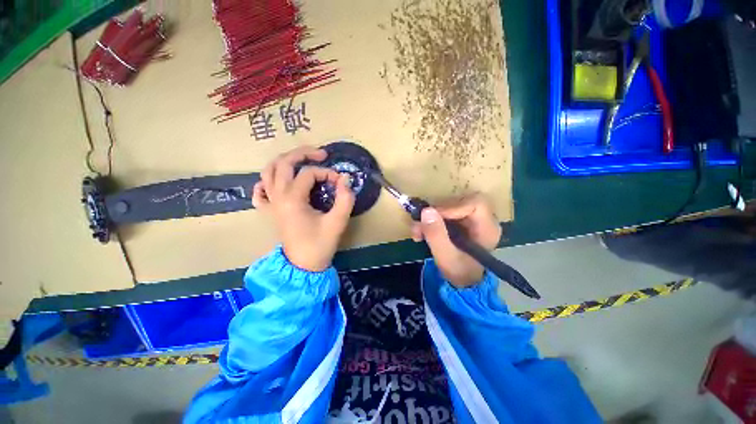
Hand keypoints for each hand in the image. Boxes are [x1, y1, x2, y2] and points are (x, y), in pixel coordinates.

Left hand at [252, 146, 355, 271]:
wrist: (303, 266)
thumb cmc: (320, 244)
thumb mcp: (338, 222)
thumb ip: (345, 198)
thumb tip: (345, 179)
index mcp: (292, 199)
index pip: (309, 174)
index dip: (327, 173)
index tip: (340, 182)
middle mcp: (277, 197)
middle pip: (283, 163)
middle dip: (303, 153)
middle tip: (321, 154)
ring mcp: (270, 204)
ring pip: (268, 172)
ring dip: (285, 161)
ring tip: (301, 160)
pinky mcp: (269, 212)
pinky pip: (259, 192)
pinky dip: (265, 182)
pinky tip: (277, 181)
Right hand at [411, 193, 501, 286]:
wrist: (461, 281)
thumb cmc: (458, 272)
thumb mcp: (445, 257)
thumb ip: (436, 235)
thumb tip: (426, 211)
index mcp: (487, 228)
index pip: (474, 204)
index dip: (452, 207)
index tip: (432, 217)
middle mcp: (483, 220)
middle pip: (460, 201)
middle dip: (437, 212)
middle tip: (420, 225)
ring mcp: (472, 219)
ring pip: (450, 205)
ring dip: (430, 217)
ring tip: (417, 231)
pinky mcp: (461, 221)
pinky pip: (445, 212)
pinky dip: (431, 220)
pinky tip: (421, 232)